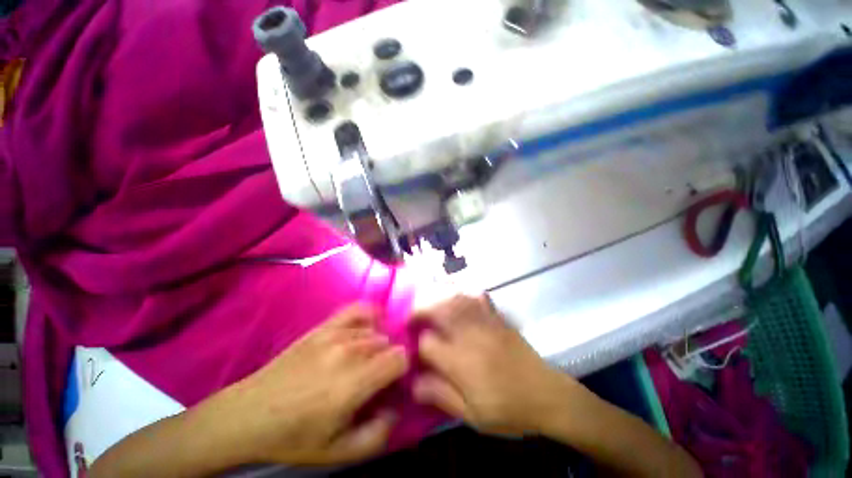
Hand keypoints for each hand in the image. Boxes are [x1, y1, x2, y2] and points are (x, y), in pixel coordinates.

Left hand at [217, 304, 407, 464]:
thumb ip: (377, 436)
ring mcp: (335, 335)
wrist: (249, 414)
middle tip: (374, 379)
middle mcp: (348, 353)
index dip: (402, 370)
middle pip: (387, 345)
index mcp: (353, 384)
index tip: (393, 383)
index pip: (399, 359)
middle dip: (387, 361)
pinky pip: (357, 310)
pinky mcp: (323, 327)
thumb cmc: (293, 436)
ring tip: (362, 362)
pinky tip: (368, 325)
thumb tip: (395, 409)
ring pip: (375, 332)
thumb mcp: (337, 452)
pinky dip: (370, 315)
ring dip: (376, 347)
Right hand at [411, 295, 577, 435]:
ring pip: (454, 298)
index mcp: (461, 362)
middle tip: (412, 317)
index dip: (416, 344)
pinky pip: (477, 295)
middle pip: (437, 310)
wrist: (547, 395)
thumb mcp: (472, 416)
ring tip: (428, 301)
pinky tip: (455, 292)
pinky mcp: (496, 317)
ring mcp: (485, 321)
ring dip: (437, 296)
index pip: (427, 343)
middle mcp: (469, 335)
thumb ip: (440, 396)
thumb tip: (412, 383)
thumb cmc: (508, 409)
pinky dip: (462, 290)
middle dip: (420, 309)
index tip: (413, 349)